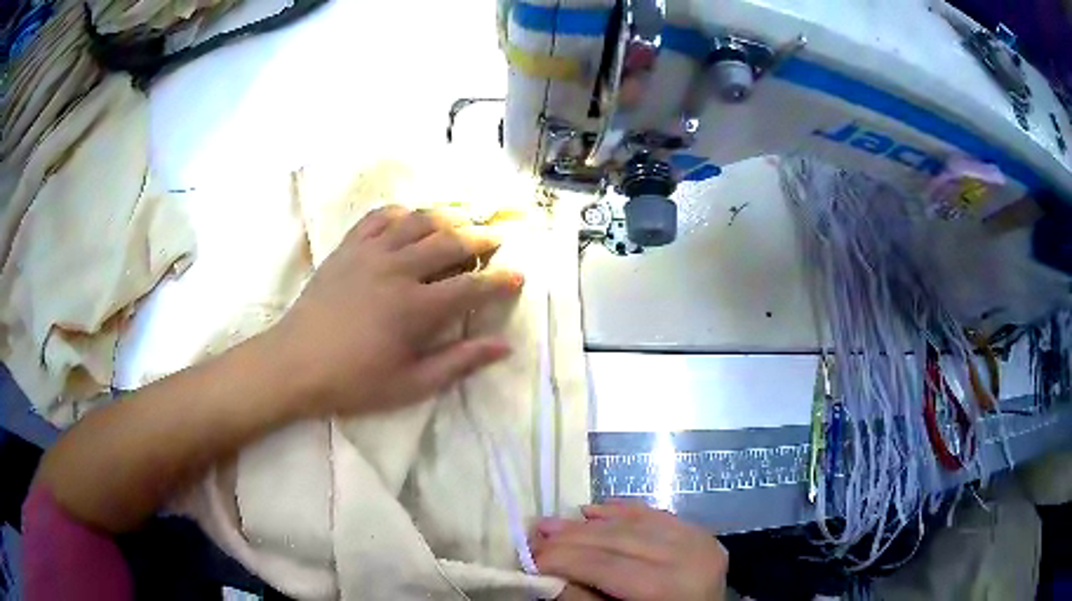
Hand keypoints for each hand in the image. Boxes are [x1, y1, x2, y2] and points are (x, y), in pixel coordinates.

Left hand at [272, 206, 522, 417]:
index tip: (519, 276)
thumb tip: (503, 346)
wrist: (294, 364)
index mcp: (416, 308)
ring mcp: (370, 253)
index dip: (500, 281)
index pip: (472, 286)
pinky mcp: (347, 248)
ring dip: (447, 216)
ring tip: (463, 219)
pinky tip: (411, 218)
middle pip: (450, 242)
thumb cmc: (353, 382)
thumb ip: (459, 363)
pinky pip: (380, 217)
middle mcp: (397, 269)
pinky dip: (402, 212)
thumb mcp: (410, 385)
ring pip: (419, 221)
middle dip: (481, 239)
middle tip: (497, 238)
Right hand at [532, 502, 727, 600]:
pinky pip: (655, 515)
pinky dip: (622, 511)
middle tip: (534, 535)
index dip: (564, 559)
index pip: (607, 565)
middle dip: (570, 537)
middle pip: (619, 539)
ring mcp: (700, 540)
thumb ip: (583, 599)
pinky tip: (593, 509)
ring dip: (589, 522)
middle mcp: (691, 557)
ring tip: (552, 523)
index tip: (528, 557)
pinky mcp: (700, 533)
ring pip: (634, 523)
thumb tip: (545, 573)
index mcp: (671, 588)